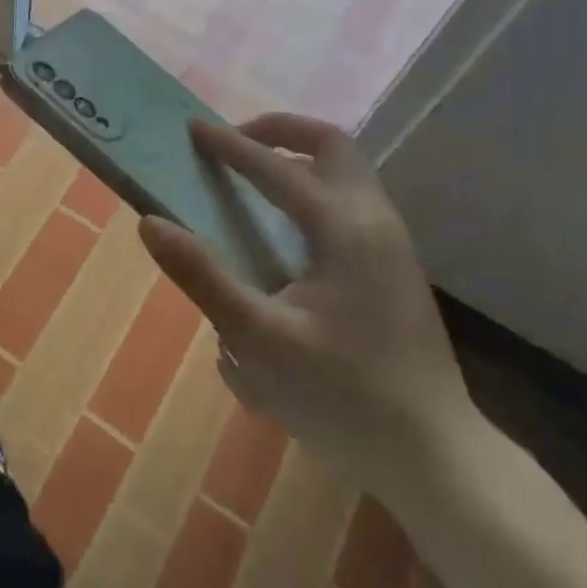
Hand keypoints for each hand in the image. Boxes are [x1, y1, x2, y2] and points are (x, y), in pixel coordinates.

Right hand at [137, 114, 475, 494]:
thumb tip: (151, 223)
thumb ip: (202, 276)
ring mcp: (393, 243)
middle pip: (331, 144)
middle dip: (280, 130)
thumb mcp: (257, 339)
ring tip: (254, 177)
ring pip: (347, 170)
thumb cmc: (342, 398)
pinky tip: (288, 227)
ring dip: (299, 156)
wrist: (435, 459)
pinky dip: (315, 186)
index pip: (276, 167)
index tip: (193, 128)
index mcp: (343, 228)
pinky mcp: (396, 267)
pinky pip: (352, 199)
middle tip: (235, 143)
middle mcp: (375, 221)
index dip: (230, 145)